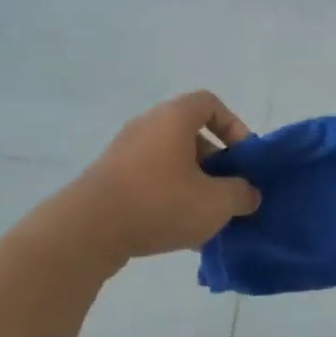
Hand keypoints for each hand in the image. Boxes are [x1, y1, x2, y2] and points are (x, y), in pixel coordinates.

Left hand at [72, 92, 262, 259]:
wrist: (87, 230)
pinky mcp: (108, 178)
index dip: (233, 127)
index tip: (243, 159)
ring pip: (171, 161)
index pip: (210, 104)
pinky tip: (177, 233)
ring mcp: (124, 151)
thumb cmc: (159, 203)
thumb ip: (241, 194)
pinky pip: (149, 180)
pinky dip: (168, 198)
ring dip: (193, 185)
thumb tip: (248, 193)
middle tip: (227, 193)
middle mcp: (147, 125)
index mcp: (174, 117)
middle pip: (191, 135)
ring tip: (205, 218)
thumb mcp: (215, 203)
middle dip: (215, 164)